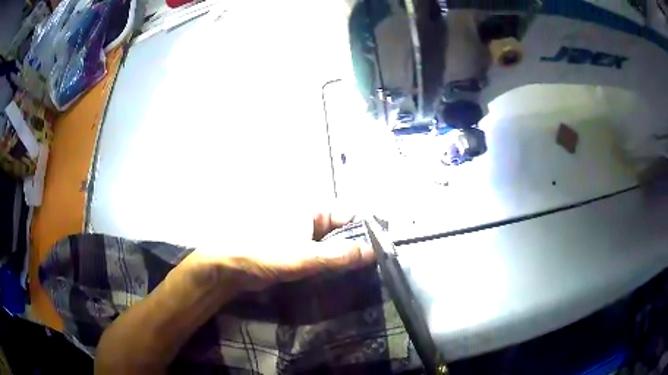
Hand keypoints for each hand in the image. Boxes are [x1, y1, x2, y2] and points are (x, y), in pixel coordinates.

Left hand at [187, 207, 374, 290]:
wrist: (227, 267)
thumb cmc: (263, 253)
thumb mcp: (304, 256)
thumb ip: (339, 255)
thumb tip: (374, 252)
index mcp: (310, 210)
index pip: (349, 214)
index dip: (367, 229)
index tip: (383, 249)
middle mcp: (307, 218)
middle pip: (341, 229)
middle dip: (357, 246)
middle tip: (376, 266)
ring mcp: (299, 235)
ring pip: (331, 244)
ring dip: (343, 257)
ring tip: (363, 273)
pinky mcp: (292, 250)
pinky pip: (318, 254)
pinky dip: (329, 264)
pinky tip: (339, 277)